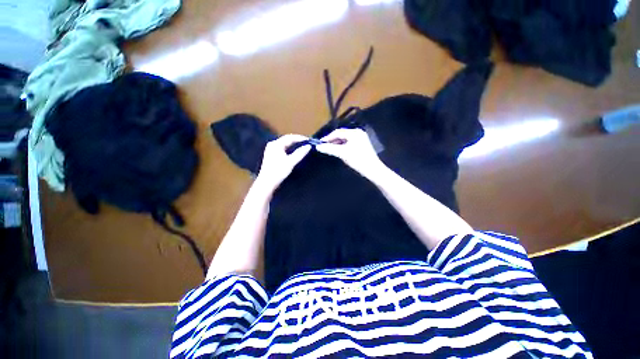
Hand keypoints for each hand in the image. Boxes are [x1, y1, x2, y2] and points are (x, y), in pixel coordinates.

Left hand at [256, 134, 310, 191]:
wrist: (267, 183)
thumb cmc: (278, 172)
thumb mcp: (291, 162)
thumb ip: (300, 153)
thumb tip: (309, 146)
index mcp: (276, 144)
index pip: (290, 137)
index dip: (300, 138)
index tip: (309, 140)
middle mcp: (272, 145)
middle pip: (287, 139)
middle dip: (297, 141)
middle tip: (307, 143)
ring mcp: (271, 150)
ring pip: (285, 144)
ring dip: (293, 145)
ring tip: (302, 147)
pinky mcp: (271, 155)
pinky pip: (282, 148)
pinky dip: (289, 149)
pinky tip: (294, 152)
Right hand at [316, 128, 383, 176]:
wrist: (372, 169)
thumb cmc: (358, 160)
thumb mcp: (342, 153)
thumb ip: (330, 149)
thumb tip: (318, 147)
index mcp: (354, 132)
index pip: (337, 132)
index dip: (328, 138)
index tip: (320, 143)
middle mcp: (358, 133)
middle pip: (341, 135)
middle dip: (332, 141)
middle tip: (324, 147)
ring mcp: (361, 139)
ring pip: (345, 139)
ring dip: (337, 144)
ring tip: (330, 150)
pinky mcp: (362, 145)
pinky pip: (349, 143)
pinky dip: (343, 146)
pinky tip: (339, 152)